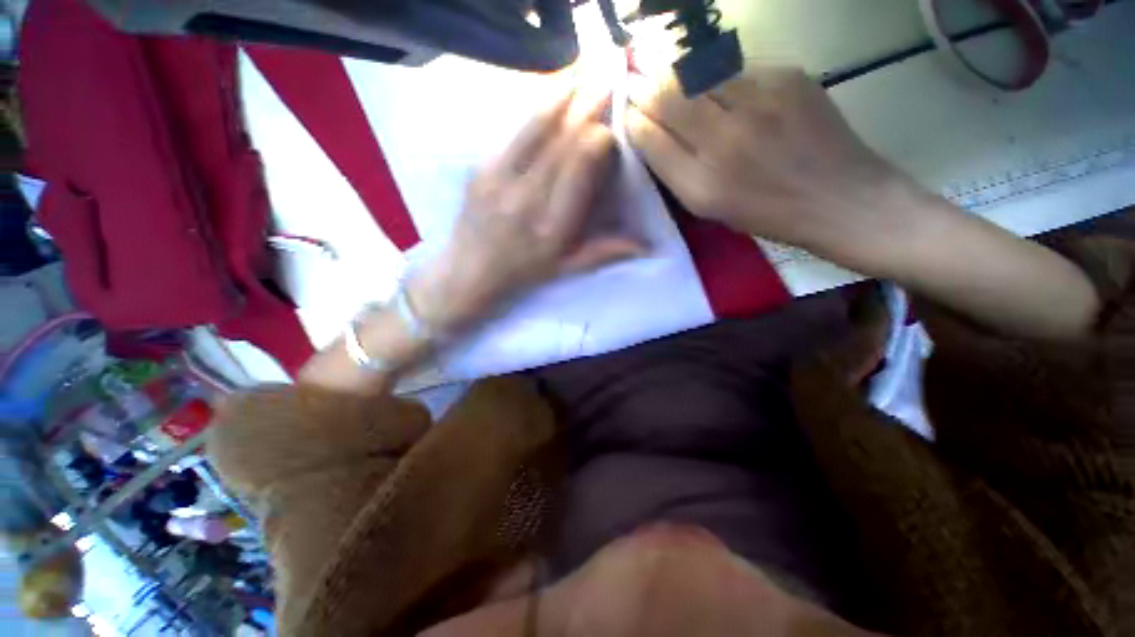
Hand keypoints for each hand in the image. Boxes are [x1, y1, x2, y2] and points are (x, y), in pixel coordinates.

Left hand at [409, 88, 642, 333]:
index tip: (609, 132)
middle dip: (587, 108)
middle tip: (607, 80)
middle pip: (562, 140)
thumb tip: (648, 247)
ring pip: (536, 128)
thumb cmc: (523, 274)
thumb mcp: (567, 270)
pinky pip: (512, 134)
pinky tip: (549, 98)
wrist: (470, 272)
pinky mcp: (482, 169)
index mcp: (553, 225)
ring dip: (562, 97)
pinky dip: (534, 112)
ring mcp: (500, 180)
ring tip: (582, 72)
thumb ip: (605, 253)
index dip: (598, 141)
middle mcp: (528, 198)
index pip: (580, 166)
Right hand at [628, 66, 1097, 338]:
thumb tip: (652, 126)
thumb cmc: (781, 224)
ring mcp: (765, 102)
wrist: (860, 212)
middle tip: (629, 68)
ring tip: (661, 65)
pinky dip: (714, 68)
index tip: (618, 96)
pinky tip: (714, 79)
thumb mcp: (716, 211)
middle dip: (647, 76)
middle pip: (673, 87)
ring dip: (678, 64)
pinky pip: (736, 68)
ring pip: (703, 68)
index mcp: (707, 180)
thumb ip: (679, 167)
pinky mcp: (794, 82)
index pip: (652, 124)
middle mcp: (729, 135)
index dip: (632, 106)